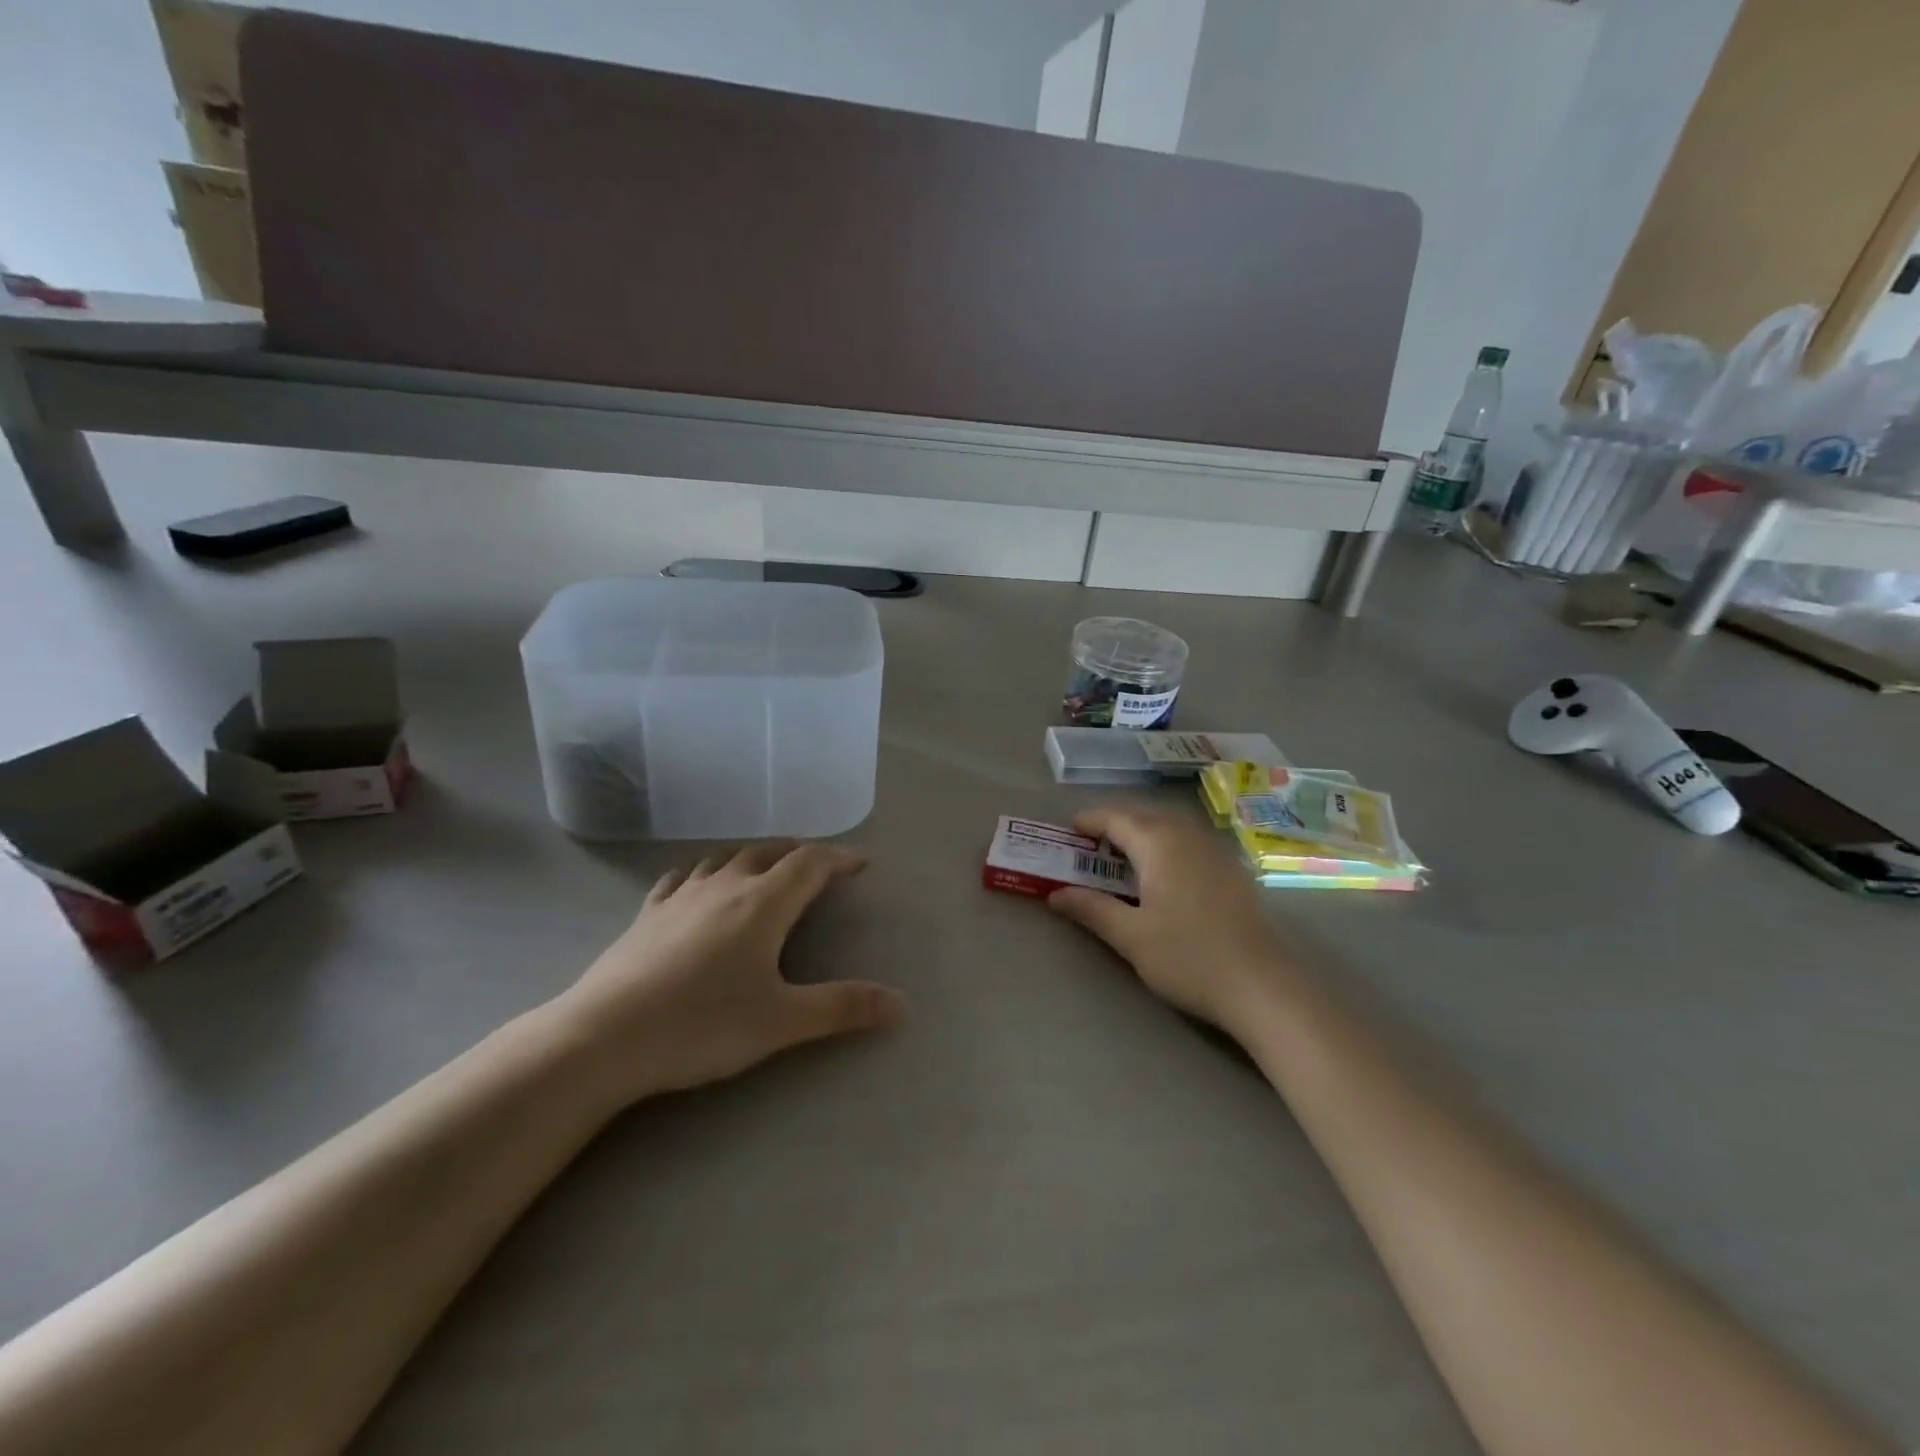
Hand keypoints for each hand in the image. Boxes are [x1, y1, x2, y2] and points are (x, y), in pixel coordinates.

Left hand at [551, 844, 905, 1106]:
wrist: (604, 1037)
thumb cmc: (703, 1024)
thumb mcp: (782, 1022)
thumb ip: (842, 1008)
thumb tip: (902, 1004)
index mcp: (763, 903)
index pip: (810, 863)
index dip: (839, 858)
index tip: (861, 863)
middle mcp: (725, 886)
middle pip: (770, 851)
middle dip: (800, 853)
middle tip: (819, 866)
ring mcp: (682, 896)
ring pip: (726, 857)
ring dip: (755, 855)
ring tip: (767, 868)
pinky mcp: (647, 914)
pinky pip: (683, 876)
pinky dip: (705, 870)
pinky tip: (700, 882)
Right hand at [1047, 806, 1294, 1032]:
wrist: (1261, 986)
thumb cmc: (1188, 957)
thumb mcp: (1130, 936)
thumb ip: (1091, 909)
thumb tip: (1055, 894)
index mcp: (1159, 843)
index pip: (1116, 818)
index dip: (1089, 820)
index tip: (1068, 830)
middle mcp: (1187, 836)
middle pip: (1143, 816)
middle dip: (1114, 824)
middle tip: (1089, 845)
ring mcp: (1214, 851)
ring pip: (1169, 826)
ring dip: (1141, 832)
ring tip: (1121, 855)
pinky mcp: (1232, 870)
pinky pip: (1189, 841)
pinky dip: (1166, 844)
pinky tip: (1163, 872)